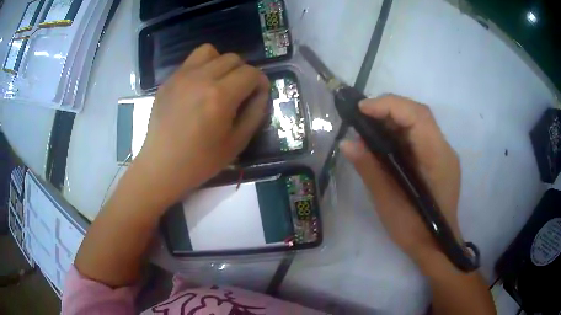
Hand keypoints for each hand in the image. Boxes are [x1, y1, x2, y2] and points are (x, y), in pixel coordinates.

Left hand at [134, 44, 268, 207]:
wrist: (161, 166)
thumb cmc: (200, 161)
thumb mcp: (236, 143)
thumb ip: (255, 113)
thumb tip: (261, 92)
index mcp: (220, 96)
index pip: (250, 72)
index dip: (260, 82)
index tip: (257, 95)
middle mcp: (201, 78)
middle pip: (233, 58)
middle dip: (242, 72)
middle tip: (239, 92)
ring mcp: (181, 76)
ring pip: (210, 51)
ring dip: (221, 63)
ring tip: (218, 82)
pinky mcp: (169, 80)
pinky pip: (191, 61)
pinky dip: (202, 68)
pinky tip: (198, 88)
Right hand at [340, 95, 461, 263]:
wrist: (436, 246)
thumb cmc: (415, 230)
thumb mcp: (388, 202)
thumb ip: (370, 169)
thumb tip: (347, 143)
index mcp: (437, 157)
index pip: (417, 116)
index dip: (389, 106)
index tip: (361, 109)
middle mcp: (444, 149)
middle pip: (418, 114)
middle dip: (389, 108)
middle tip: (361, 116)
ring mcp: (443, 153)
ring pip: (418, 122)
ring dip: (392, 119)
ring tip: (368, 127)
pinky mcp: (437, 159)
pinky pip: (418, 136)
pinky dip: (399, 132)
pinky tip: (383, 142)